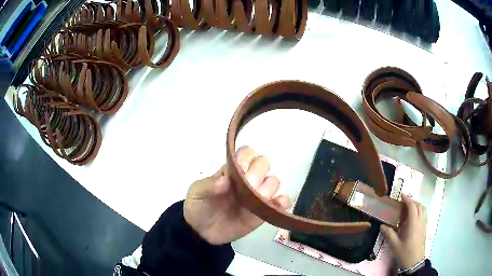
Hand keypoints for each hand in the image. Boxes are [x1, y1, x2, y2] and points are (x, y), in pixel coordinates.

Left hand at [184, 146, 289, 244]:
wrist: (202, 232)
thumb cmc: (199, 206)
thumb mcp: (197, 193)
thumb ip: (208, 185)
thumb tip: (225, 180)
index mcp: (232, 171)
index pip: (246, 153)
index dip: (246, 158)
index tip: (239, 170)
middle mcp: (247, 180)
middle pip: (263, 164)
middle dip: (257, 173)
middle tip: (247, 187)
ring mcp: (256, 196)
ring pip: (273, 182)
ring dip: (268, 188)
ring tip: (256, 200)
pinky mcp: (263, 213)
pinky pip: (280, 204)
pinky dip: (282, 203)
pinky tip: (274, 206)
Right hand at [381, 195, 425, 268]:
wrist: (414, 262)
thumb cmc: (404, 253)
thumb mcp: (395, 245)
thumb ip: (389, 234)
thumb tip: (382, 226)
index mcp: (413, 224)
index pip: (412, 207)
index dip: (408, 200)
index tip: (402, 195)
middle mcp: (420, 221)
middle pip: (419, 206)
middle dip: (412, 201)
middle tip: (404, 201)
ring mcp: (424, 225)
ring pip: (423, 210)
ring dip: (416, 205)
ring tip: (409, 207)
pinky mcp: (424, 229)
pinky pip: (423, 215)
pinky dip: (419, 211)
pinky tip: (413, 217)